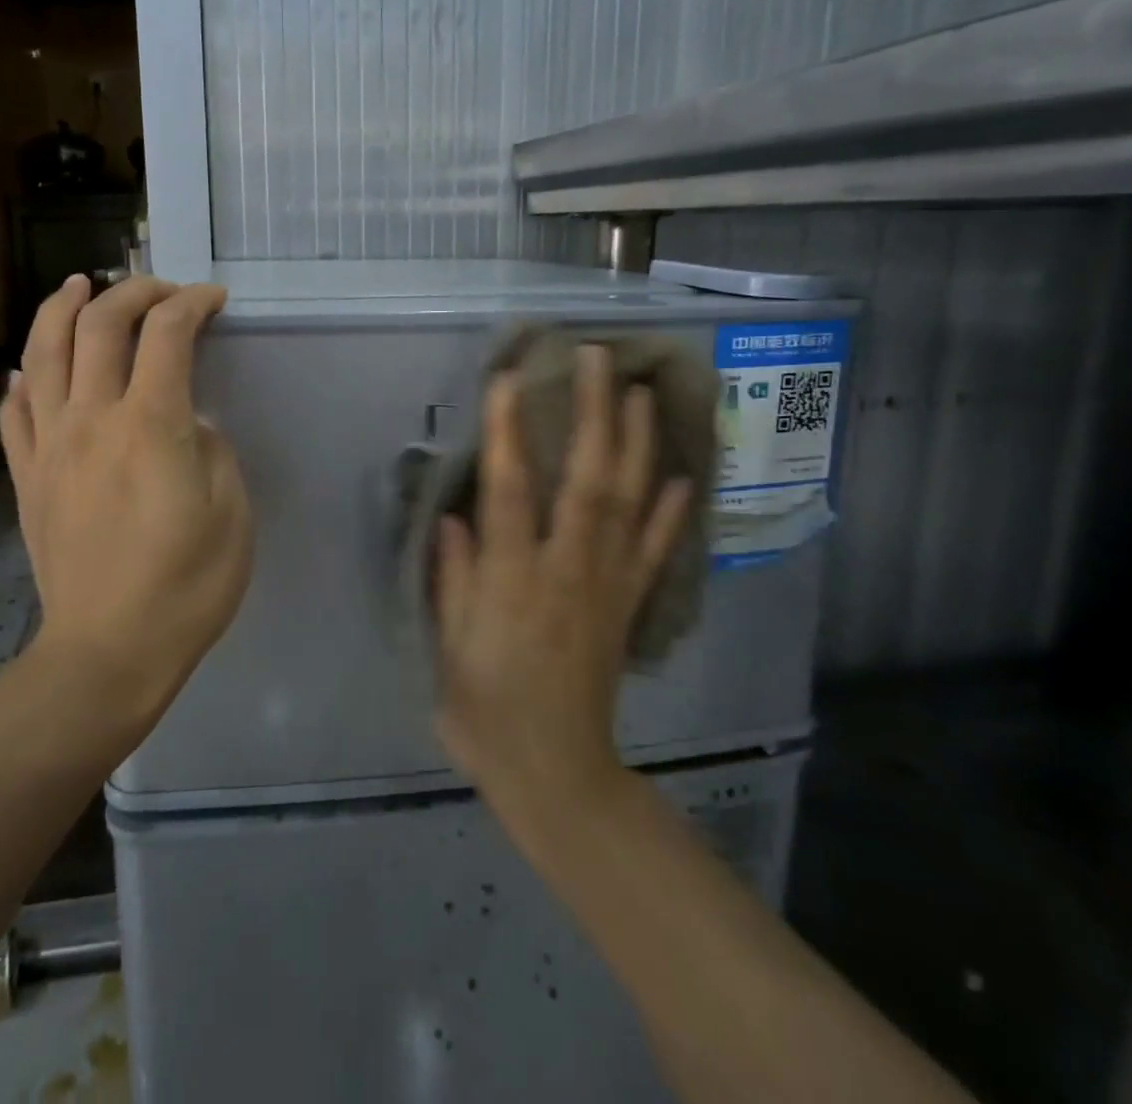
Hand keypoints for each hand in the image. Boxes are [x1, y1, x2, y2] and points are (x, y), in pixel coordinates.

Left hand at [0, 275, 251, 718]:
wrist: (108, 652)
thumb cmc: (186, 586)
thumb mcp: (231, 512)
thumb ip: (211, 449)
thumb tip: (187, 423)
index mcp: (152, 426)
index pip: (166, 335)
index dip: (191, 303)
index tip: (213, 300)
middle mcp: (92, 420)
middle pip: (100, 326)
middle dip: (133, 292)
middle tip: (161, 290)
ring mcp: (49, 446)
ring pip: (43, 352)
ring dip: (63, 308)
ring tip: (81, 285)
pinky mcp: (26, 477)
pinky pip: (14, 411)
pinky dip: (23, 377)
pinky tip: (31, 368)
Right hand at [433, 344, 692, 811]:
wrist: (555, 771)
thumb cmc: (485, 709)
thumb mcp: (448, 645)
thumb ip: (453, 575)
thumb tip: (454, 514)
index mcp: (513, 579)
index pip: (511, 489)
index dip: (509, 431)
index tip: (510, 378)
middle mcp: (567, 569)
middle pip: (586, 479)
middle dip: (593, 413)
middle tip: (598, 359)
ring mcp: (607, 585)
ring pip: (629, 501)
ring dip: (637, 443)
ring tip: (642, 392)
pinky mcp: (628, 605)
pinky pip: (657, 551)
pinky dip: (672, 511)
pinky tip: (683, 476)